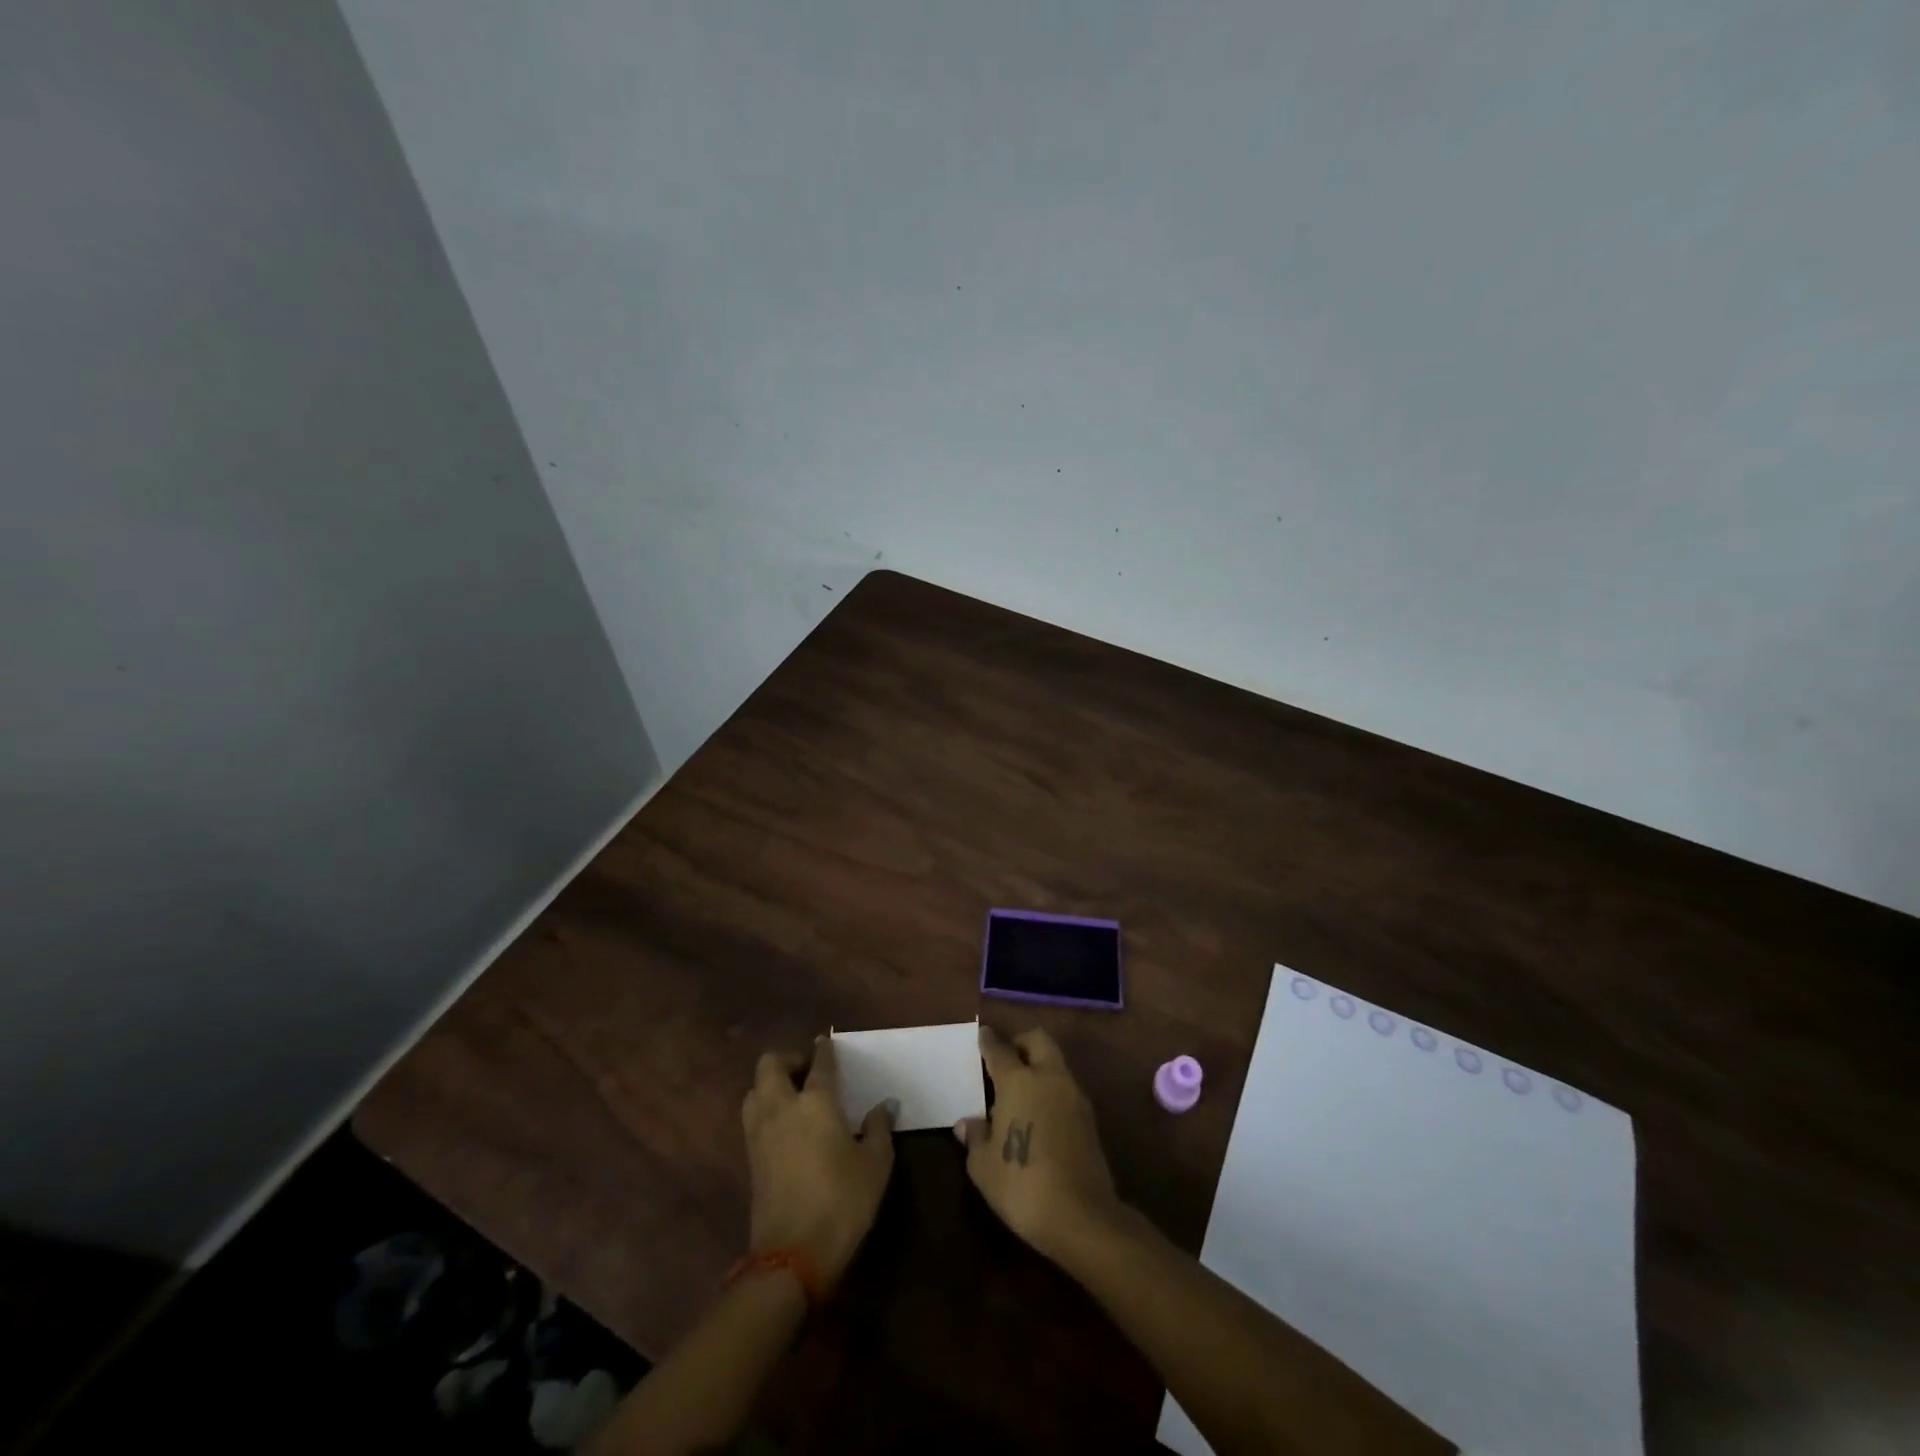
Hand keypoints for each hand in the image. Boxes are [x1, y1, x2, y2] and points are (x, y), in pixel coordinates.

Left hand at [741, 1037, 896, 1287]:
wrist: (792, 1255)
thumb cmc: (842, 1201)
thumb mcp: (875, 1164)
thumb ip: (879, 1129)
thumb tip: (884, 1105)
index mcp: (816, 1101)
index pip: (819, 1063)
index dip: (824, 1050)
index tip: (827, 1043)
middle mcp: (782, 1107)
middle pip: (770, 1064)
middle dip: (787, 1059)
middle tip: (807, 1069)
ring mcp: (760, 1132)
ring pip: (754, 1089)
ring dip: (770, 1083)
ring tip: (792, 1094)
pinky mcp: (750, 1157)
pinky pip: (752, 1115)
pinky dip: (764, 1107)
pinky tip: (784, 1124)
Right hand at [958, 1025, 1122, 1262]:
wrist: (1082, 1217)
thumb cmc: (1021, 1185)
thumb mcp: (983, 1166)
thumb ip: (975, 1137)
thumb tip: (968, 1123)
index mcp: (1018, 1081)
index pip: (1000, 1049)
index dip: (989, 1041)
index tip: (983, 1035)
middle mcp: (1049, 1078)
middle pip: (1038, 1041)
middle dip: (1021, 1042)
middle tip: (1005, 1060)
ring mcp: (1074, 1096)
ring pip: (1056, 1063)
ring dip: (1039, 1066)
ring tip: (1020, 1092)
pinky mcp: (1090, 1119)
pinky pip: (1066, 1089)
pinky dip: (1052, 1091)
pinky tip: (1040, 1116)